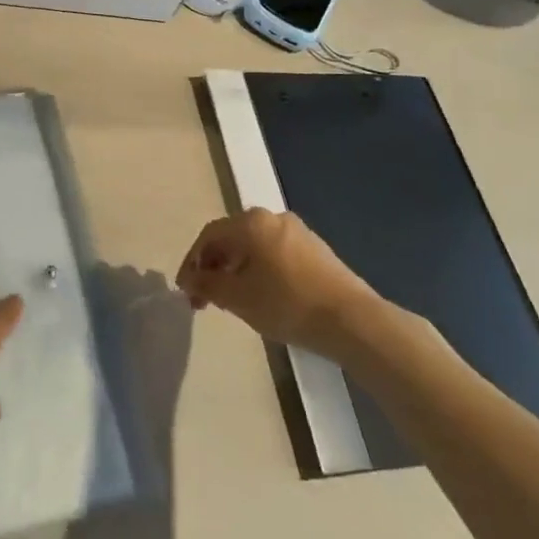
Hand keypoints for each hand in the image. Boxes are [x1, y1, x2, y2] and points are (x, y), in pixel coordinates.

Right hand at [175, 208, 384, 358]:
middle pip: (232, 238)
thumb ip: (207, 285)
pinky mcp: (317, 251)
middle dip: (214, 267)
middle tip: (204, 297)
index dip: (192, 262)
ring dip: (236, 270)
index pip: (209, 236)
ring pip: (254, 247)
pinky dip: (259, 271)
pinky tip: (261, 296)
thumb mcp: (238, 298)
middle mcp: (273, 218)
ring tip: (230, 300)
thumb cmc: (287, 303)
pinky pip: (275, 255)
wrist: (353, 321)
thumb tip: (190, 279)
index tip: (184, 289)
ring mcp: (298, 233)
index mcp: (250, 222)